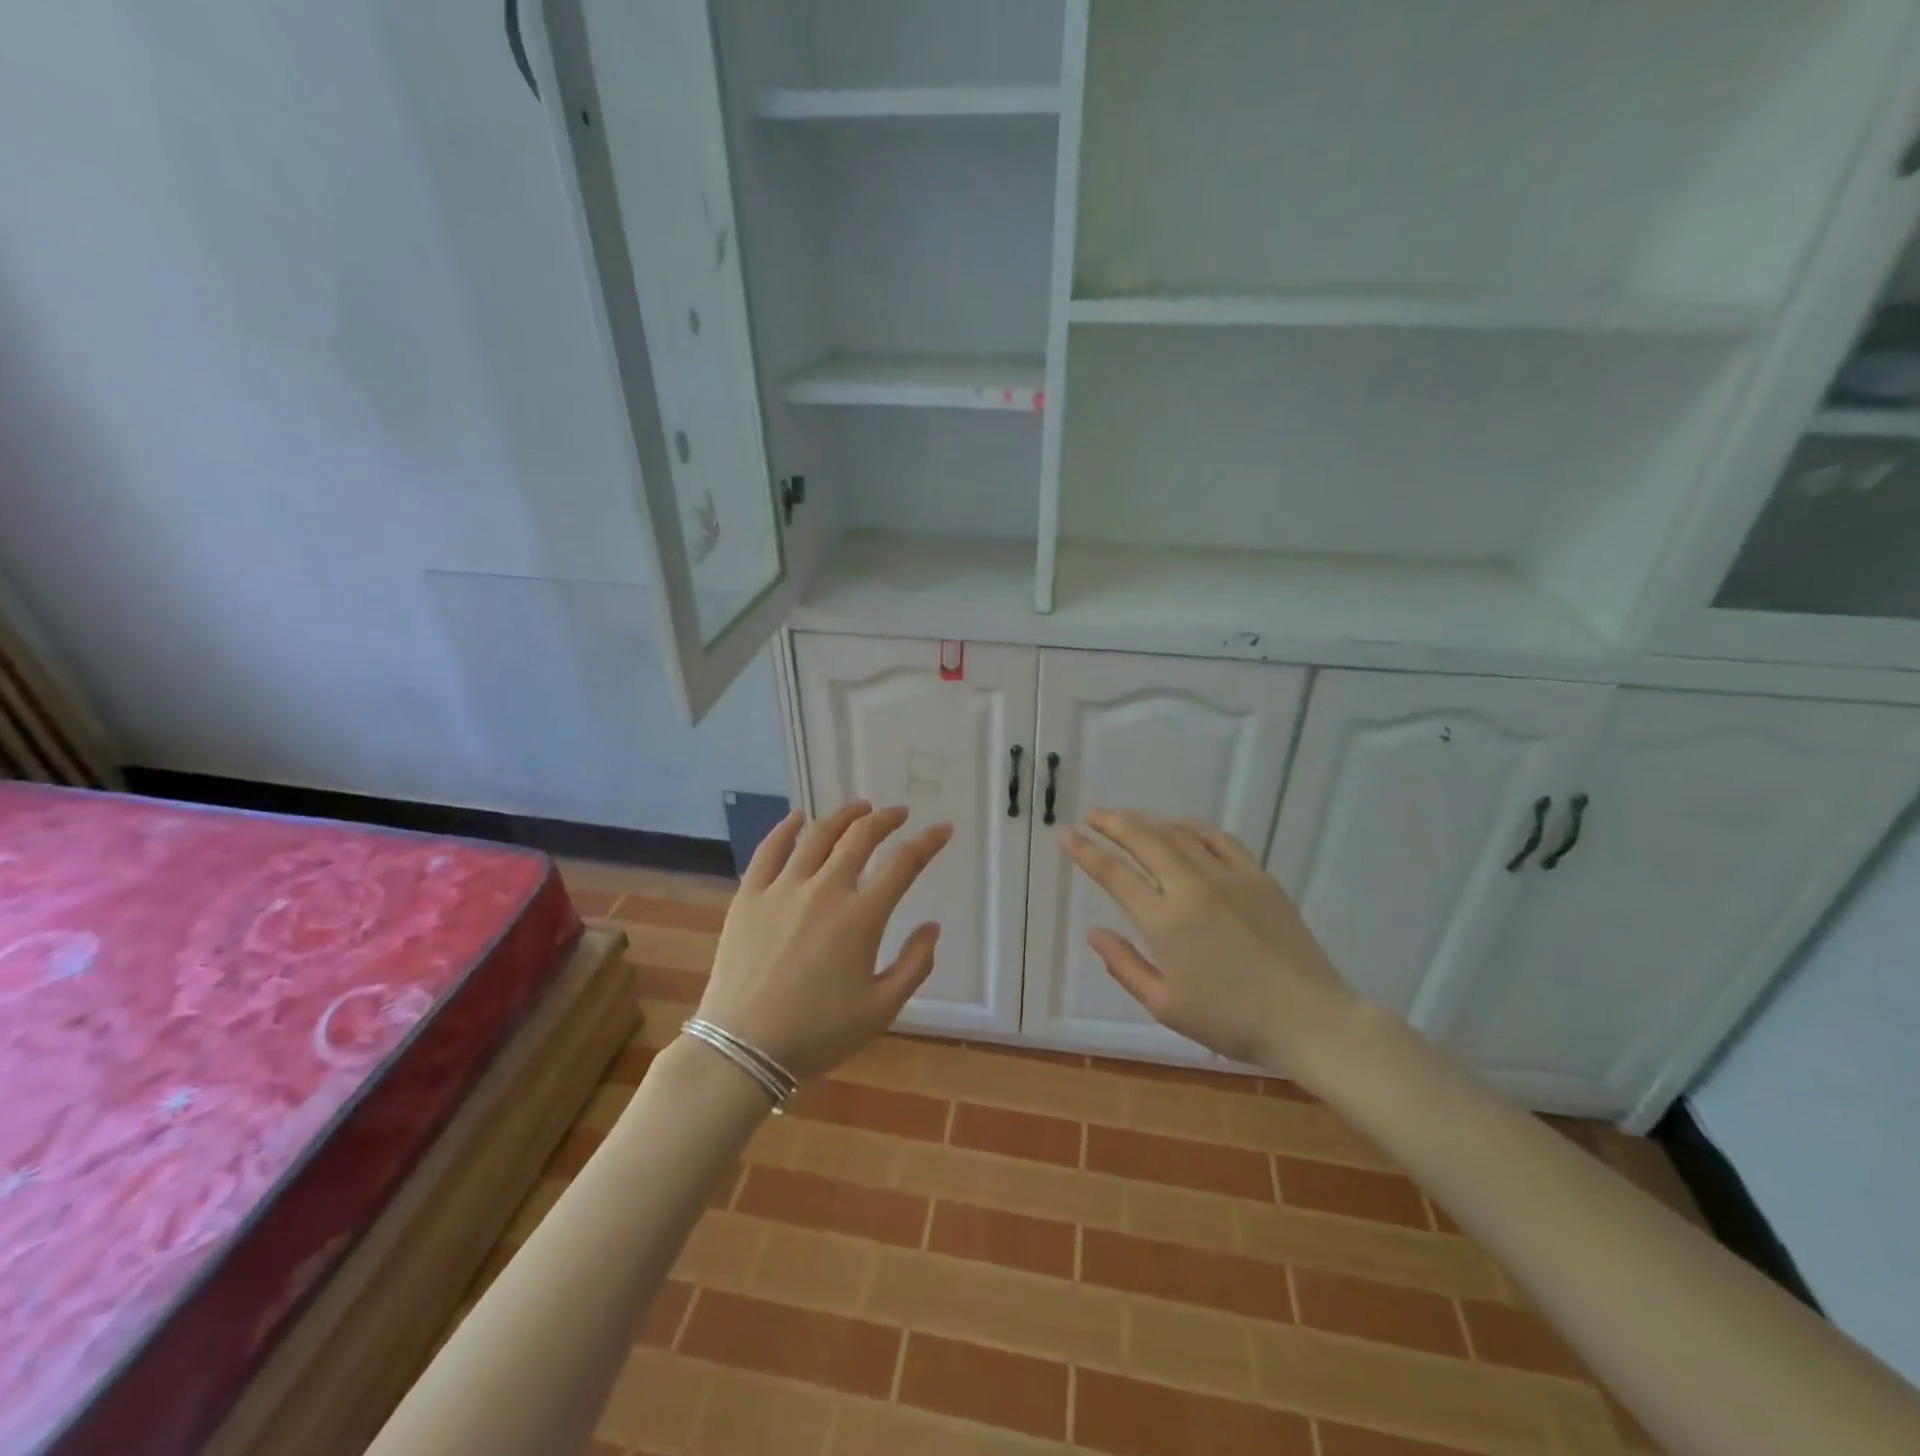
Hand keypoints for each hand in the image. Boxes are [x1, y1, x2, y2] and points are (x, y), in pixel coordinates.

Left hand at [696, 802, 951, 1081]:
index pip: (904, 863)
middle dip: (885, 819)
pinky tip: (797, 817)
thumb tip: (932, 927)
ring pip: (817, 835)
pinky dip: (785, 828)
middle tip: (898, 813)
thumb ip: (915, 965)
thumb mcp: (881, 1010)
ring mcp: (783, 888)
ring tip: (859, 808)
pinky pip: (769, 850)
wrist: (742, 1049)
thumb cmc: (818, 1034)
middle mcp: (825, 890)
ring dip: (843, 815)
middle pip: (860, 837)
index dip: (928, 842)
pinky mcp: (749, 896)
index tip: (942, 829)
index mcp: (862, 917)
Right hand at [1063, 810, 1357, 1074]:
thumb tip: (1093, 932)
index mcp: (1165, 921)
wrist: (1308, 1019)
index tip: (1066, 835)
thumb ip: (1124, 965)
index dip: (1086, 852)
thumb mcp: (1166, 1005)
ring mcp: (1228, 876)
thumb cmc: (1231, 1021)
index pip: (1114, 874)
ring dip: (1147, 821)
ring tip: (1128, 819)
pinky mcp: (1257, 876)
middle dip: (1112, 823)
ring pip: (1178, 833)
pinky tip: (1179, 827)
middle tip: (1092, 815)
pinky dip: (1191, 826)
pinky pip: (1218, 838)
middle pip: (1143, 840)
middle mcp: (1192, 887)